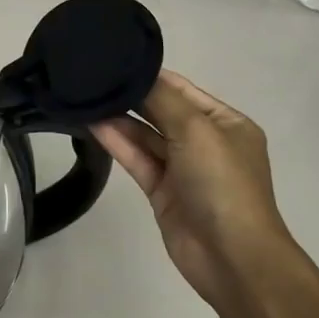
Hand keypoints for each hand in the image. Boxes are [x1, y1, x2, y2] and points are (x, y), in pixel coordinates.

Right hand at [90, 70, 287, 308]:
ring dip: (119, 118)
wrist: (233, 258)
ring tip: (85, 97)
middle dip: (131, 95)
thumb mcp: (196, 130)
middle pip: (162, 110)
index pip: (181, 88)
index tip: (112, 59)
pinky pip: (137, 158)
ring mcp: (183, 168)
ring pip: (145, 135)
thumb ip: (162, 99)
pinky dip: (117, 141)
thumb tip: (133, 74)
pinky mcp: (162, 191)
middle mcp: (205, 141)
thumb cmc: (222, 183)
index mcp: (225, 123)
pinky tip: (92, 124)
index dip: (149, 74)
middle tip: (92, 76)